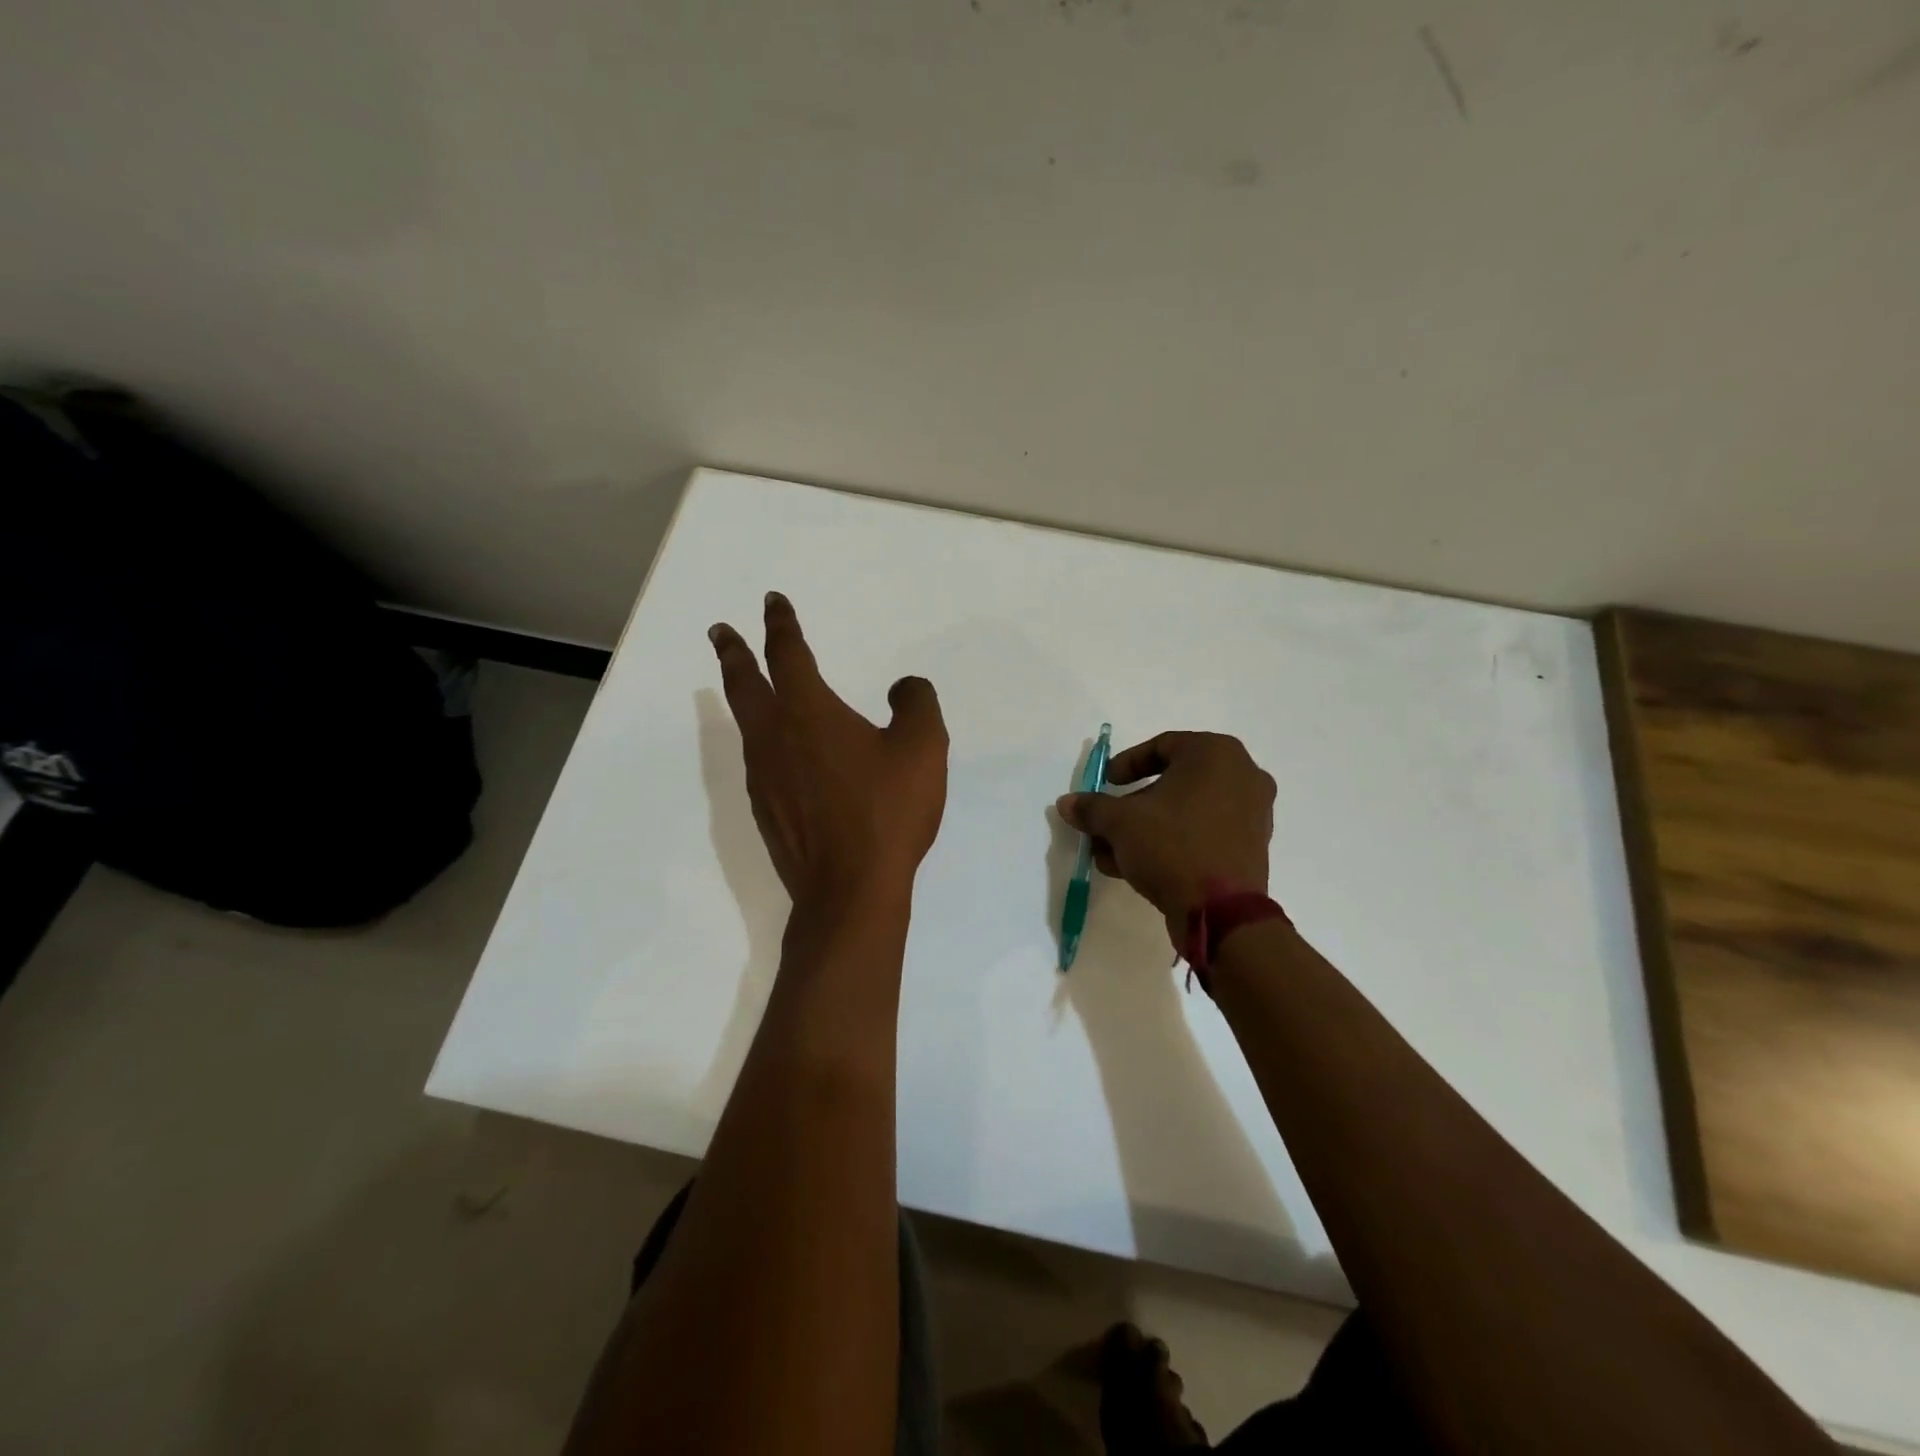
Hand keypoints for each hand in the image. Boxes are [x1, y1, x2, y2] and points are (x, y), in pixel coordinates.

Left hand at [710, 593, 947, 909]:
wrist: (850, 889)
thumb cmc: (886, 811)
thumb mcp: (923, 747)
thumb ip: (916, 703)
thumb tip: (903, 687)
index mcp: (809, 712)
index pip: (787, 653)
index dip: (780, 623)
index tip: (773, 602)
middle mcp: (775, 737)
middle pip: (744, 683)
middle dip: (733, 652)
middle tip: (720, 631)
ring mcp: (764, 777)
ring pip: (746, 723)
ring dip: (743, 696)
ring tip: (750, 688)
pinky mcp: (766, 810)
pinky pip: (759, 760)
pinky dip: (762, 739)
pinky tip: (780, 753)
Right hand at [1056, 731, 1274, 936]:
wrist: (1221, 911)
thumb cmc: (1172, 845)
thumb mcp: (1120, 822)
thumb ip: (1092, 807)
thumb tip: (1066, 803)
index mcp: (1216, 753)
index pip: (1162, 745)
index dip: (1126, 764)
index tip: (1106, 783)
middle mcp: (1242, 774)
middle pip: (1173, 782)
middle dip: (1133, 805)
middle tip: (1107, 822)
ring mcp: (1253, 812)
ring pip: (1186, 811)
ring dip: (1147, 828)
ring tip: (1112, 852)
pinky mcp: (1251, 846)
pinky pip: (1204, 832)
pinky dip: (1173, 842)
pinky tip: (1137, 866)